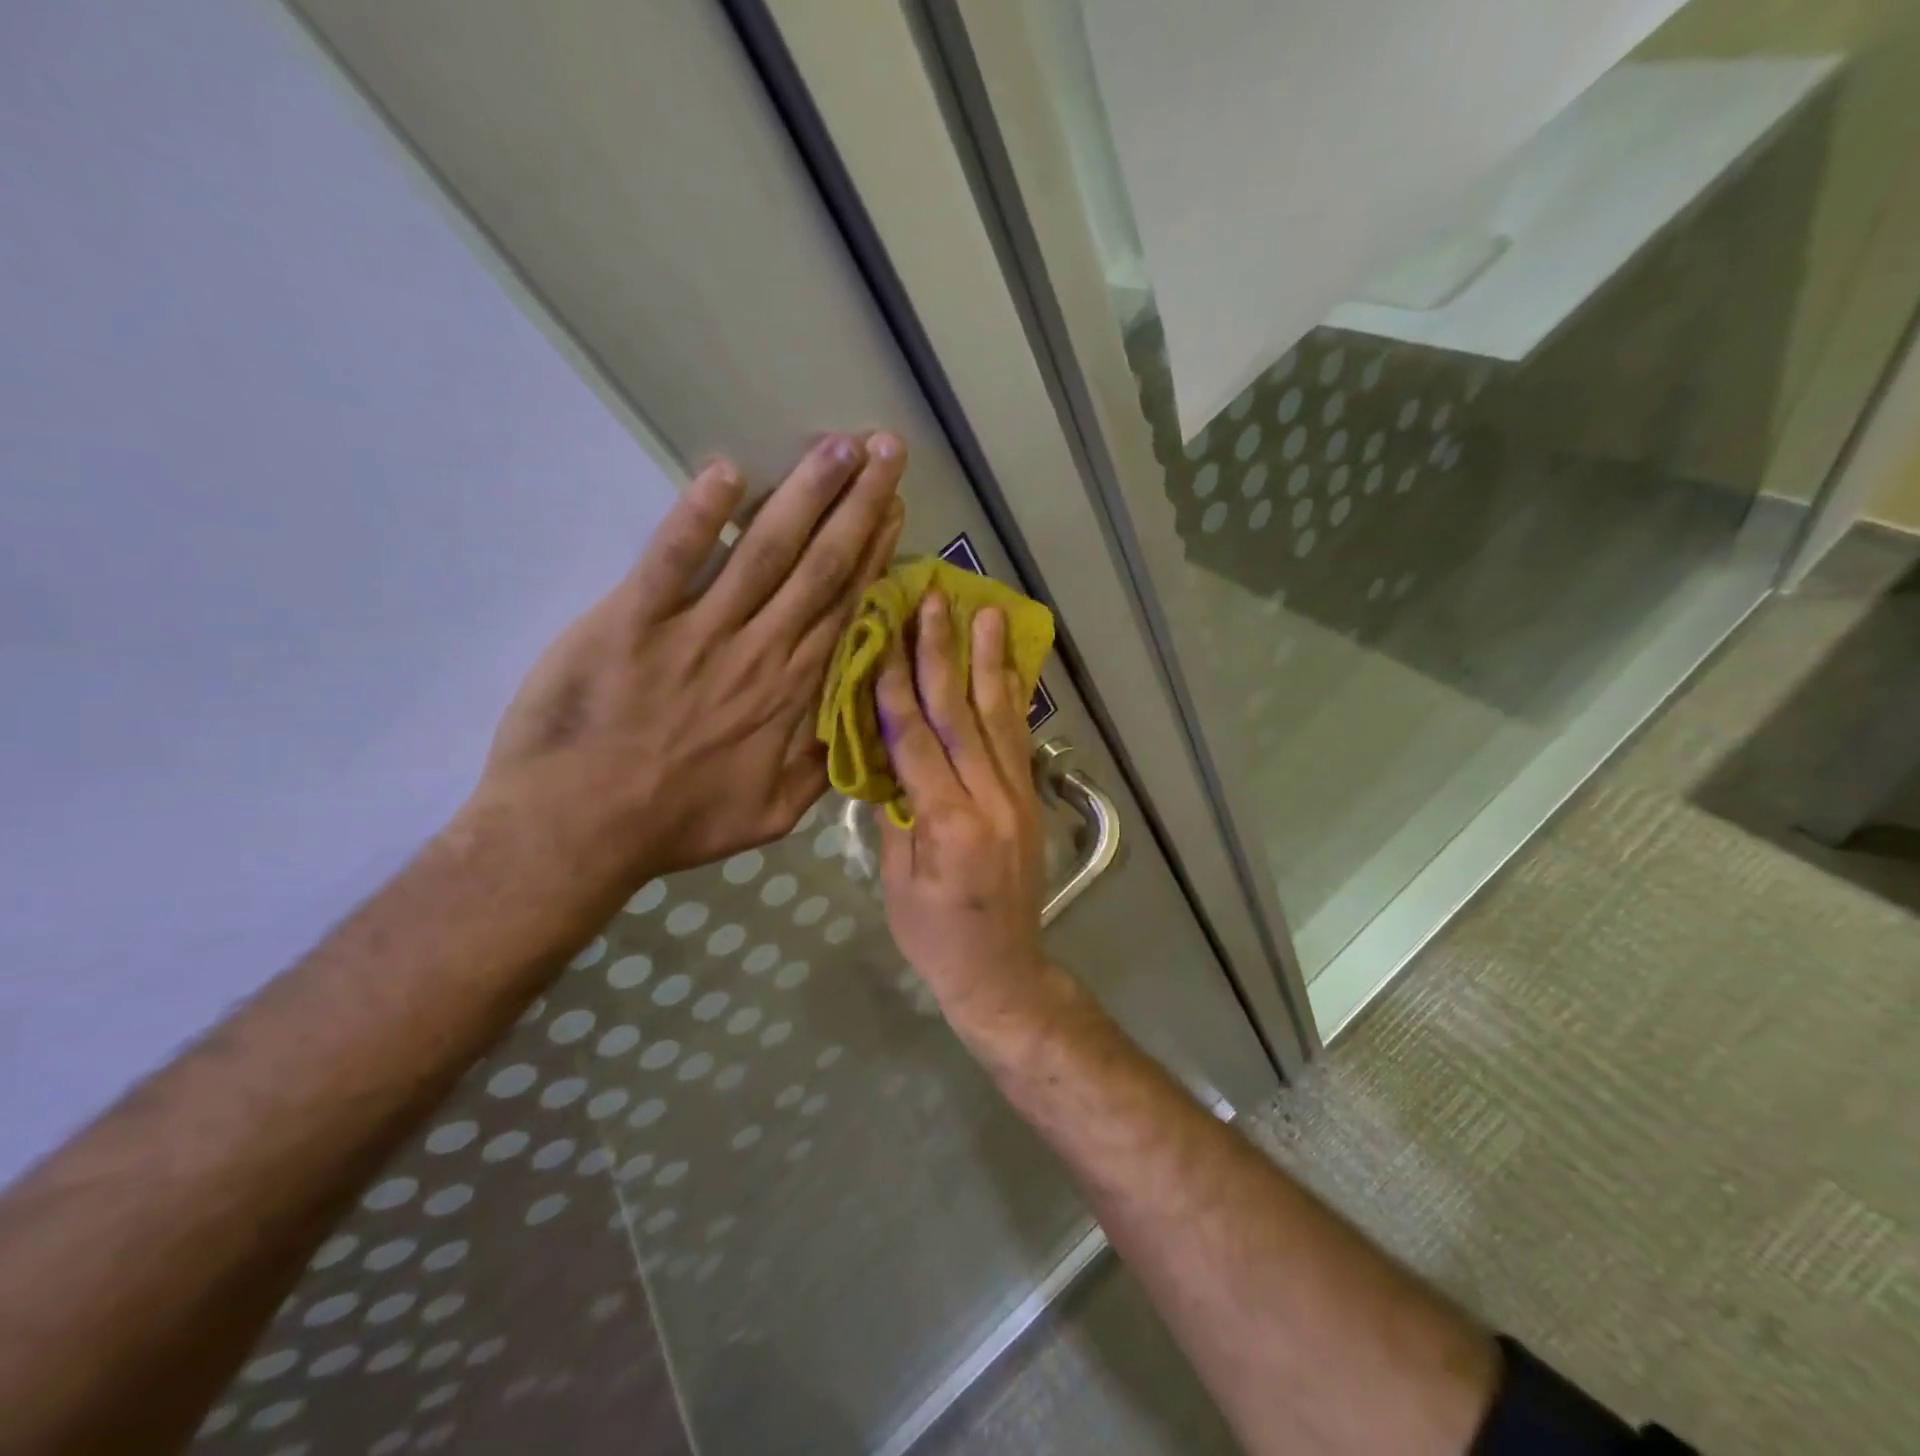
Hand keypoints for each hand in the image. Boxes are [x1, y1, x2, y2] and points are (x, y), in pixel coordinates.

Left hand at [474, 433, 906, 890]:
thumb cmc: (676, 823)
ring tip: (837, 446)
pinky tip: (728, 471)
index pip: (844, 607)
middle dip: (857, 504)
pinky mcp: (632, 621)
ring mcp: (696, 632)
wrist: (578, 831)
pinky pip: (672, 558)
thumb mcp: (772, 816)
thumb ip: (821, 769)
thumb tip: (861, 728)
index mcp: (791, 693)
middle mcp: (757, 651)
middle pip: (818, 566)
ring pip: (763, 551)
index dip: (873, 553)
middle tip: (885, 450)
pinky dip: (699, 515)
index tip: (896, 508)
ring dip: (805, 495)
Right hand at [878, 592, 1051, 1027]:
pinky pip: (1017, 740)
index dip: (897, 684)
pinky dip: (1012, 699)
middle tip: (938, 600)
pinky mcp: (1030, 801)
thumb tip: (884, 760)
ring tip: (988, 612)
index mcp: (949, 824)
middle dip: (945, 653)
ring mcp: (1018, 798)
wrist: (1003, 972)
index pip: (916, 739)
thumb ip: (895, 815)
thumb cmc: (936, 938)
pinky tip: (1007, 667)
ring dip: (990, 662)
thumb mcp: (898, 883)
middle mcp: (991, 800)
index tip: (886, 632)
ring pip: (1000, 718)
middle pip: (962, 714)